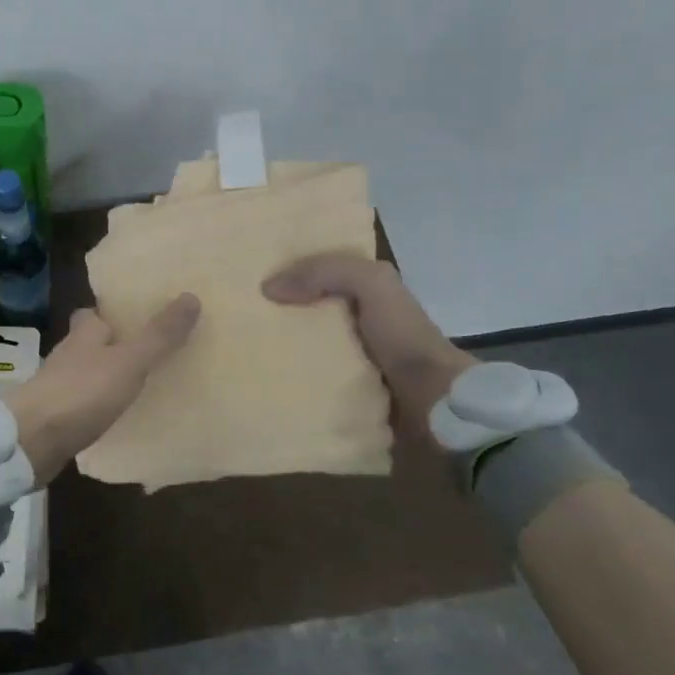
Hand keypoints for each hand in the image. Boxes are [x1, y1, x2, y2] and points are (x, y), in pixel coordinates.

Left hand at [3, 294, 201, 482]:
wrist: (31, 441)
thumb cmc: (81, 392)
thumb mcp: (129, 362)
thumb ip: (158, 335)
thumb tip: (191, 296)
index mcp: (84, 332)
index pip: (96, 312)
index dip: (114, 312)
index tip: (140, 315)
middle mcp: (69, 353)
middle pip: (93, 342)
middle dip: (116, 344)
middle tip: (150, 351)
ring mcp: (60, 385)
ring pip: (89, 372)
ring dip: (108, 374)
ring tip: (142, 382)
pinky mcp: (57, 415)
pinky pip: (85, 402)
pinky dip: (100, 404)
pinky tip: (119, 414)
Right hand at [263, 254, 476, 434]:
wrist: (434, 404)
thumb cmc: (402, 336)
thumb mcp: (371, 283)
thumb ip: (324, 272)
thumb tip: (269, 288)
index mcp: (370, 294)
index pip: (322, 274)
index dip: (291, 271)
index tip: (252, 277)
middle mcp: (361, 324)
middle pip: (310, 312)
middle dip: (279, 313)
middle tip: (240, 315)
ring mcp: (355, 361)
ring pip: (306, 348)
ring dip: (281, 350)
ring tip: (242, 351)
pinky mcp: (349, 393)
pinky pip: (312, 381)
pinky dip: (292, 380)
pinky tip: (266, 379)